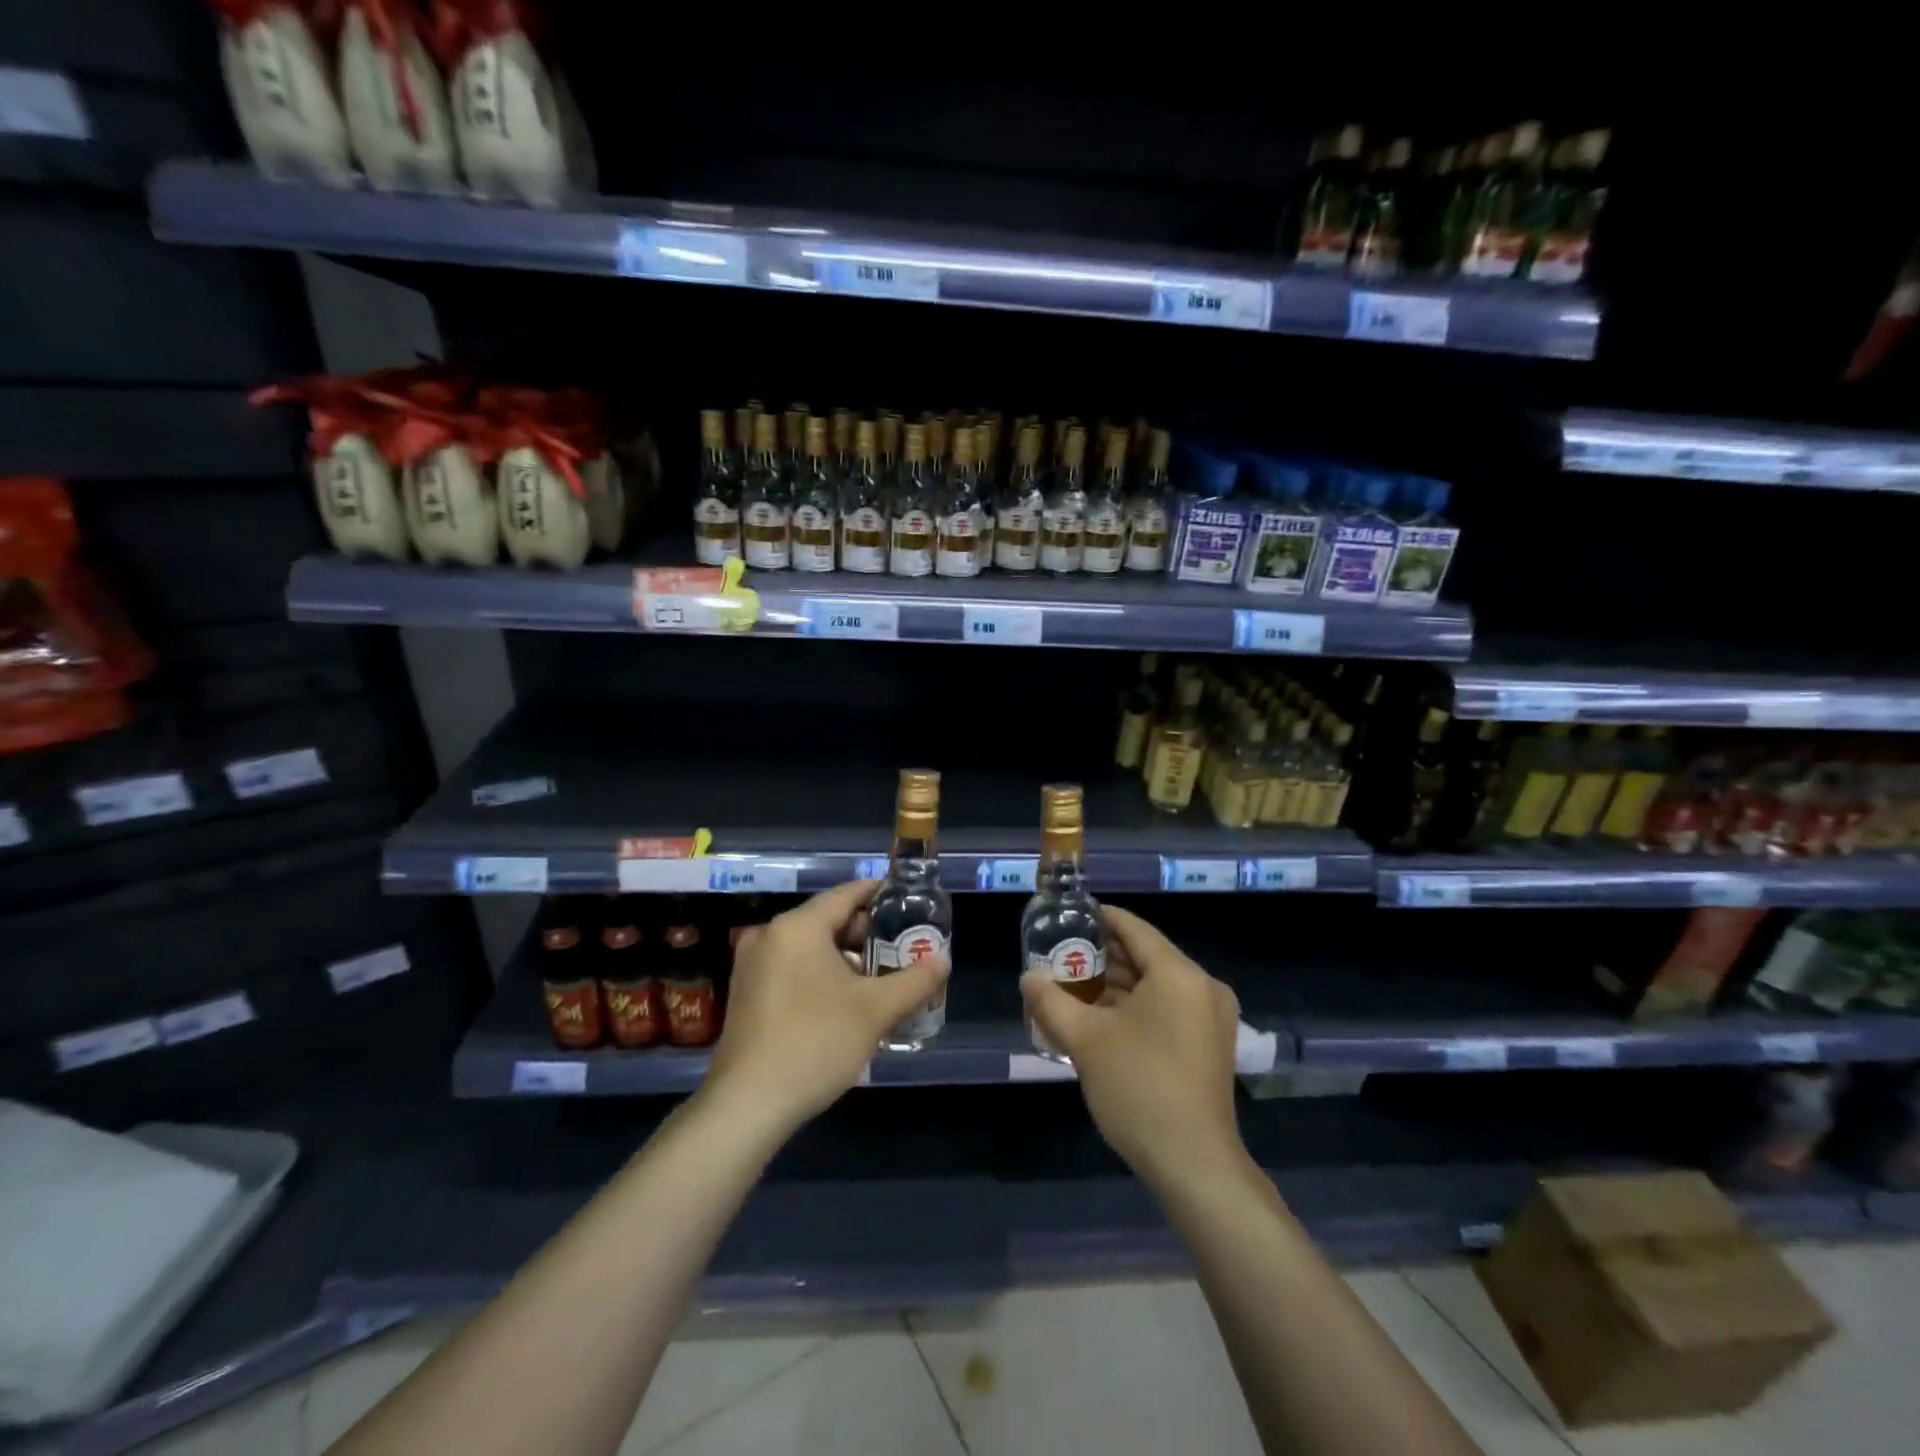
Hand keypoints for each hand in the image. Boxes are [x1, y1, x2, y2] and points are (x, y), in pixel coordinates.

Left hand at [702, 880, 948, 1138]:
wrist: (748, 1104)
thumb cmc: (816, 1042)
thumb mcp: (876, 1011)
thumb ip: (915, 980)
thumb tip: (943, 960)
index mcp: (798, 926)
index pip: (847, 894)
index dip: (881, 895)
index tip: (910, 903)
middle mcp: (770, 935)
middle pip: (829, 920)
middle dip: (868, 934)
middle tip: (902, 950)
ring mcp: (752, 965)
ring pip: (811, 947)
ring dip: (846, 959)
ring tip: (881, 980)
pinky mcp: (747, 993)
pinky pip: (793, 968)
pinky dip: (821, 975)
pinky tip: (846, 1003)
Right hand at [1021, 905, 1245, 1188]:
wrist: (1195, 1166)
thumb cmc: (1139, 1088)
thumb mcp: (1085, 1040)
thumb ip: (1051, 1001)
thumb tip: (1028, 978)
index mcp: (1179, 973)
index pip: (1134, 929)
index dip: (1099, 918)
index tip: (1067, 916)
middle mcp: (1203, 987)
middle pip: (1146, 956)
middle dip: (1103, 956)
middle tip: (1061, 955)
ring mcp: (1211, 1019)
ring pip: (1157, 985)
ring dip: (1117, 985)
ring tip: (1073, 986)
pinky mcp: (1210, 1046)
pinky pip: (1168, 1009)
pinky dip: (1137, 1007)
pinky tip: (1102, 1019)